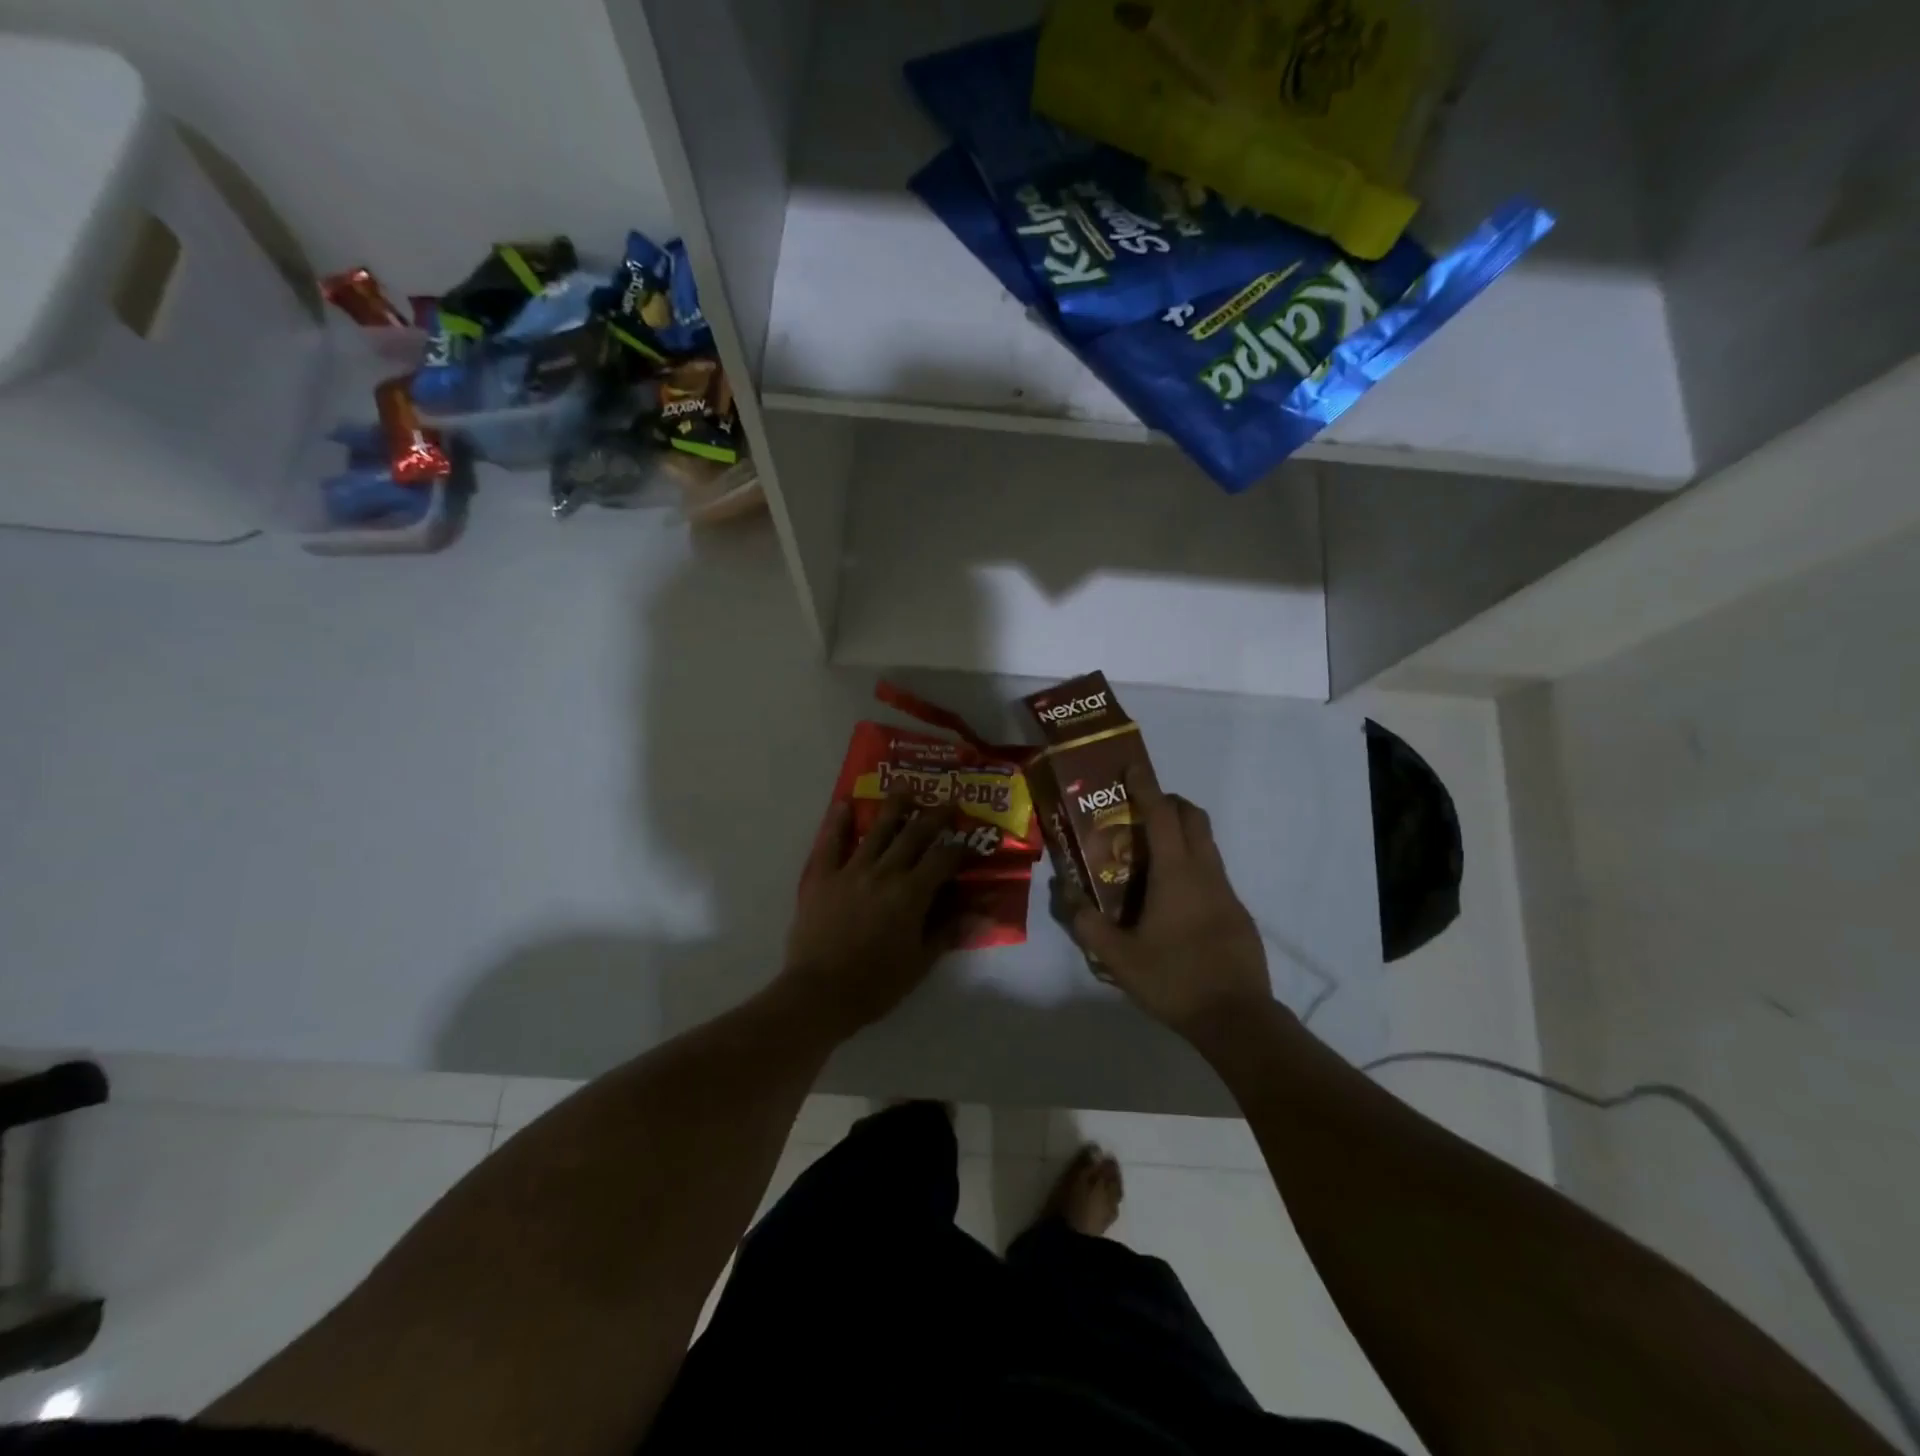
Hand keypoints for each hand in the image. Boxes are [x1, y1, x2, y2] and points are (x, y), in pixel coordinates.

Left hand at [780, 786, 968, 1038]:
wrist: (820, 994)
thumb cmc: (875, 984)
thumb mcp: (920, 963)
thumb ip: (947, 931)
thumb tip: (979, 911)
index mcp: (911, 894)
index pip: (943, 859)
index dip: (960, 848)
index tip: (970, 840)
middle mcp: (884, 872)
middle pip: (914, 835)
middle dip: (934, 816)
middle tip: (947, 800)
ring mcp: (851, 870)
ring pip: (877, 830)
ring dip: (894, 807)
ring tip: (905, 788)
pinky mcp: (822, 876)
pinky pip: (831, 842)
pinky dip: (839, 821)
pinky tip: (845, 804)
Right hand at [1066, 765, 1272, 1040]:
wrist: (1238, 1019)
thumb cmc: (1174, 979)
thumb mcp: (1118, 957)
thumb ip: (1088, 923)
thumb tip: (1067, 894)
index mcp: (1176, 874)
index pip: (1162, 815)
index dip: (1146, 787)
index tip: (1133, 766)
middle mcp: (1205, 873)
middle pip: (1194, 818)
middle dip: (1170, 803)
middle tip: (1140, 811)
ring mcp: (1227, 892)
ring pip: (1206, 845)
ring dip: (1182, 834)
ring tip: (1150, 856)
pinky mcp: (1238, 914)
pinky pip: (1213, 872)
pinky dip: (1192, 865)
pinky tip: (1172, 900)